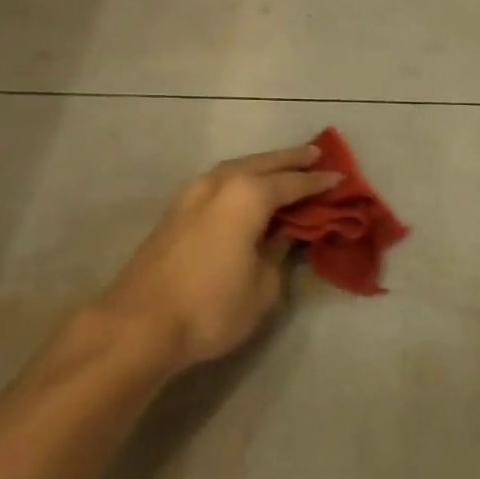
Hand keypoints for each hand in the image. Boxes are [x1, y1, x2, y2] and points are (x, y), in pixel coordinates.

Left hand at [84, 145, 343, 371]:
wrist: (138, 325)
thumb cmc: (211, 306)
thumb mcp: (263, 286)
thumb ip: (278, 253)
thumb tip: (281, 235)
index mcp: (248, 195)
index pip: (293, 183)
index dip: (318, 182)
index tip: (341, 178)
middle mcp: (220, 183)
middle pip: (263, 164)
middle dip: (291, 159)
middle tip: (316, 154)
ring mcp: (193, 194)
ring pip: (236, 168)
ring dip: (262, 165)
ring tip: (283, 166)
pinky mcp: (176, 211)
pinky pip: (219, 182)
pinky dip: (240, 179)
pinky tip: (246, 189)